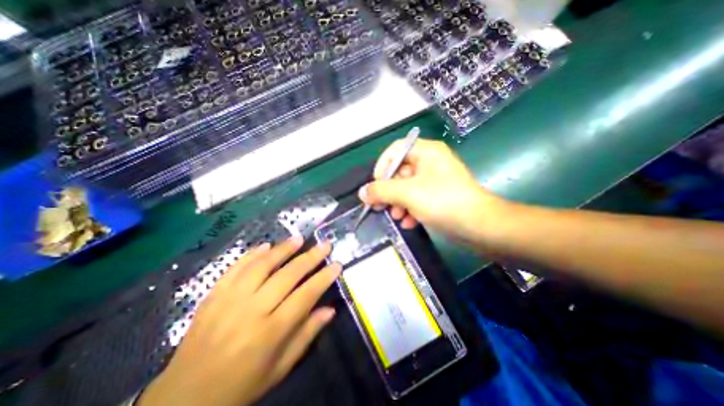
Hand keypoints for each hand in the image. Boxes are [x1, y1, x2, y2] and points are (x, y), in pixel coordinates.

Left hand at [139, 236, 341, 405]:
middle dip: (310, 257)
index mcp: (271, 332)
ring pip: (262, 266)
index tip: (337, 264)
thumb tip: (330, 310)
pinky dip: (252, 254)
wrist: (183, 400)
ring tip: (299, 238)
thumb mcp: (280, 368)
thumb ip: (306, 335)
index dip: (324, 277)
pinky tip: (266, 245)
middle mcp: (252, 311)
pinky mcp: (213, 296)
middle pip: (287, 275)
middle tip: (325, 244)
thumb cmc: (241, 386)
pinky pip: (235, 268)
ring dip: (283, 249)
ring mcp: (229, 300)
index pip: (306, 295)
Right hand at [361, 139, 508, 244]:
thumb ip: (381, 191)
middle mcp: (430, 162)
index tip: (376, 184)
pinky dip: (410, 209)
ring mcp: (435, 180)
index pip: (395, 150)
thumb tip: (362, 192)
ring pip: (406, 187)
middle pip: (399, 171)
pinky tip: (409, 222)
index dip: (382, 166)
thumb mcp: (407, 193)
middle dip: (389, 191)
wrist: (478, 225)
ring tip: (396, 216)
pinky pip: (417, 198)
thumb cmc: (442, 201)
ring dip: (398, 203)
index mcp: (426, 152)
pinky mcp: (438, 196)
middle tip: (380, 205)